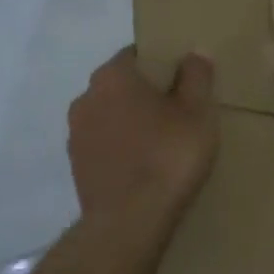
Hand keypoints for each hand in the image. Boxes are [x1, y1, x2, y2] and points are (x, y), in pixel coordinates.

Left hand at [68, 48, 218, 219]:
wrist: (129, 221)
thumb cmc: (168, 156)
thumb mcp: (197, 112)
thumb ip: (197, 77)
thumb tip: (195, 52)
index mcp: (113, 77)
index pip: (136, 55)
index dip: (161, 64)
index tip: (183, 81)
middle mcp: (86, 98)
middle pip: (121, 86)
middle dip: (146, 94)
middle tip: (179, 111)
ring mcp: (76, 135)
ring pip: (110, 117)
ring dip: (131, 123)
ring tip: (163, 143)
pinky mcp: (77, 167)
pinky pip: (105, 146)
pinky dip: (122, 149)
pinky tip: (145, 167)